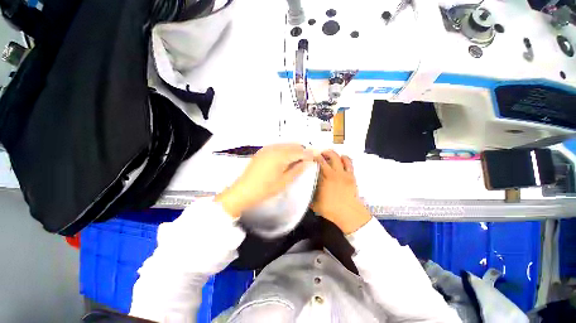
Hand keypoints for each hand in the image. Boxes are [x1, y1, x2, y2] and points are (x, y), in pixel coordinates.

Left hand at [215, 144, 313, 217]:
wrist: (243, 191)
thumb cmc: (265, 189)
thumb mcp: (284, 181)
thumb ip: (297, 169)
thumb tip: (308, 162)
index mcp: (280, 155)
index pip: (299, 151)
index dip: (309, 154)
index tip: (316, 156)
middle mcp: (274, 148)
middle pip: (293, 145)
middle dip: (302, 151)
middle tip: (307, 160)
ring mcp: (267, 148)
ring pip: (286, 145)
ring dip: (294, 151)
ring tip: (298, 161)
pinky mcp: (263, 151)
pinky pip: (278, 147)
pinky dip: (285, 151)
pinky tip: (286, 160)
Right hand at [312, 150, 371, 233]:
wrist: (349, 214)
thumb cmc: (330, 208)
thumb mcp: (315, 202)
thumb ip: (309, 193)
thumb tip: (304, 189)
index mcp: (326, 177)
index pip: (320, 161)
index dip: (315, 156)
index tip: (311, 155)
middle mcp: (336, 172)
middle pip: (332, 156)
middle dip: (325, 152)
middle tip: (320, 154)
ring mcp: (345, 174)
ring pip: (342, 158)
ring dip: (336, 155)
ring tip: (331, 156)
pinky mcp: (352, 176)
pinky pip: (350, 164)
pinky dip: (345, 159)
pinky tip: (342, 160)